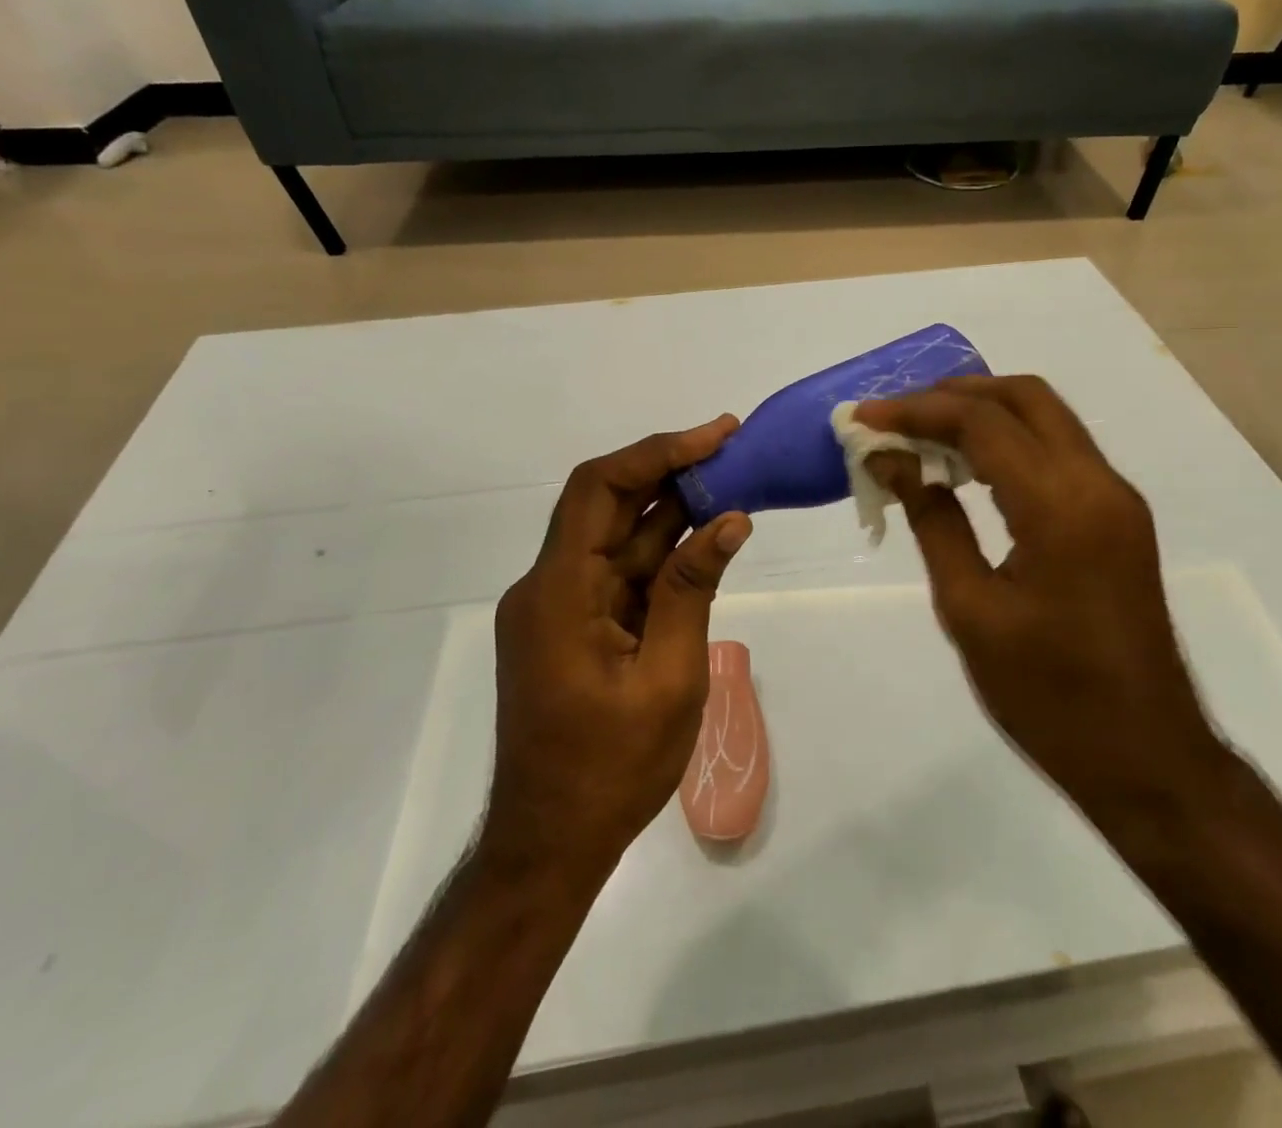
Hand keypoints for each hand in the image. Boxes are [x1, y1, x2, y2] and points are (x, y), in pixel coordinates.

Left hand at [485, 418, 752, 884]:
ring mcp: (557, 607)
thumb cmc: (611, 771)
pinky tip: (704, 538)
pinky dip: (660, 553)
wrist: (550, 845)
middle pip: (606, 504)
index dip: (658, 453)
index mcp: (559, 592)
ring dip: (670, 510)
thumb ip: (692, 590)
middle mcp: (548, 586)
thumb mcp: (668, 678)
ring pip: (616, 537)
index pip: (600, 489)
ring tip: (732, 483)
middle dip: (669, 471)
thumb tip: (729, 519)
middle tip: (733, 449)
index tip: (716, 436)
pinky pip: (617, 573)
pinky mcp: (572, 626)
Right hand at [854, 376, 1224, 818]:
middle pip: (1025, 396)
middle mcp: (1099, 483)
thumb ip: (932, 521)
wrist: (1146, 758)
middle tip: (897, 416)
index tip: (863, 419)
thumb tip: (893, 461)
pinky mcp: (1118, 518)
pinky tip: (966, 469)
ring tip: (921, 435)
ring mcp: (1116, 498)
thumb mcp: (970, 609)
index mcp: (1061, 506)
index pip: (982, 422)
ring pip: (1046, 418)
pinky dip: (1009, 442)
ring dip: (983, 413)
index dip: (916, 410)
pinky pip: (1058, 452)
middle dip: (954, 393)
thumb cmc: (1048, 696)